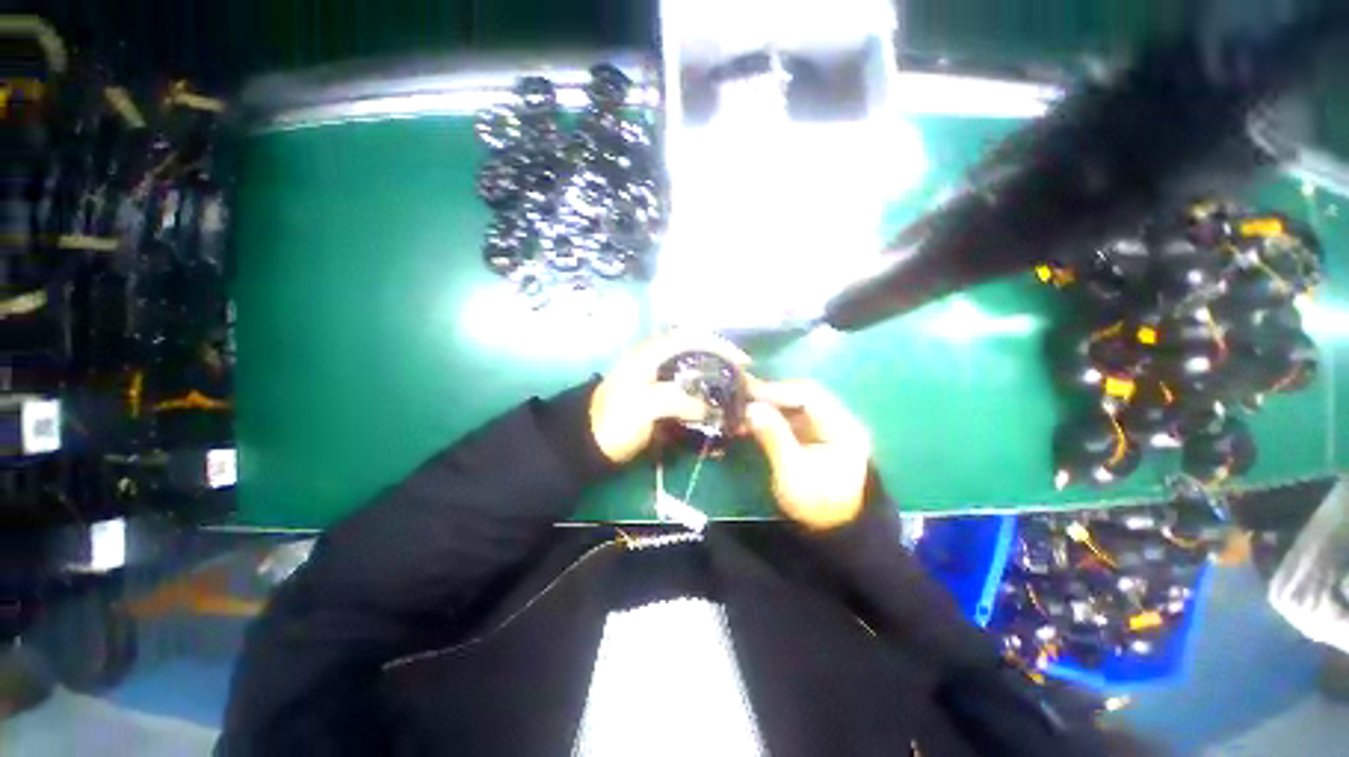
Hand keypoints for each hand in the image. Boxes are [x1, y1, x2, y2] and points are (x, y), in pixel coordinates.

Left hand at [589, 332, 750, 463]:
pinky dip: (707, 403)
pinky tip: (718, 414)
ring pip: (698, 376)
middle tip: (744, 384)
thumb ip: (678, 400)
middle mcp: (659, 362)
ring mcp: (662, 382)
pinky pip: (691, 396)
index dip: (720, 345)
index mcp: (652, 354)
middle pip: (700, 355)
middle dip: (725, 367)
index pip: (692, 336)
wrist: (589, 445)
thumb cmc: (613, 420)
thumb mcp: (643, 406)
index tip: (743, 362)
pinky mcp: (663, 400)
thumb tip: (712, 409)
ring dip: (718, 387)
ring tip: (737, 400)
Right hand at [745, 380, 871, 529]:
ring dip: (771, 406)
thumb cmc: (817, 503)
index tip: (748, 393)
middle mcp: (839, 421)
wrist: (837, 531)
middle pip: (804, 395)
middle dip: (773, 395)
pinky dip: (774, 418)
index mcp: (842, 427)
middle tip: (743, 396)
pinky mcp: (817, 438)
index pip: (809, 396)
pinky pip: (794, 419)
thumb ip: (774, 436)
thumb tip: (752, 408)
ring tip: (744, 410)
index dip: (777, 391)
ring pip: (797, 406)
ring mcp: (829, 428)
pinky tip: (754, 423)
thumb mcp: (793, 471)